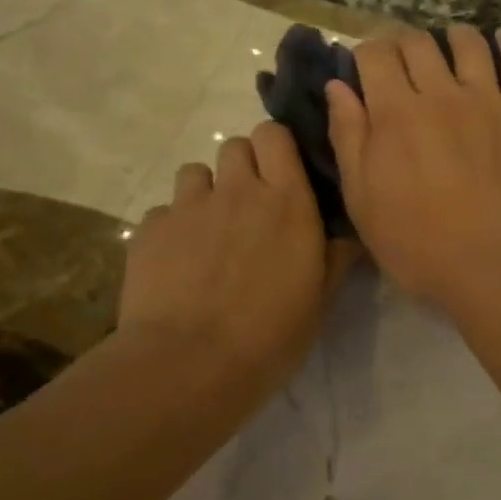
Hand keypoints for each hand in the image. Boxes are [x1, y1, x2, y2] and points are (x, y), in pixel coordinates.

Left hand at [119, 121, 348, 405]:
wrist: (189, 365)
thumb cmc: (270, 335)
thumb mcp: (320, 300)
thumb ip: (336, 256)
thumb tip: (349, 234)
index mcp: (286, 200)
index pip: (274, 135)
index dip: (276, 147)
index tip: (282, 174)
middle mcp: (237, 190)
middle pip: (235, 145)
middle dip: (243, 166)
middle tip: (248, 206)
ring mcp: (189, 207)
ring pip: (195, 172)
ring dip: (205, 192)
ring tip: (208, 231)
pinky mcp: (151, 229)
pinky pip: (164, 211)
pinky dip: (173, 228)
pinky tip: (176, 263)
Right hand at [327, 27, 500, 312]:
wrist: (495, 265)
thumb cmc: (418, 243)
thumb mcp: (363, 199)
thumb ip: (348, 137)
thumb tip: (337, 86)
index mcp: (395, 113)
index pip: (375, 55)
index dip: (365, 52)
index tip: (364, 66)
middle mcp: (440, 94)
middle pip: (418, 43)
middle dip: (402, 42)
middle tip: (400, 58)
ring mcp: (486, 101)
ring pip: (468, 44)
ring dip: (452, 35)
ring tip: (448, 41)